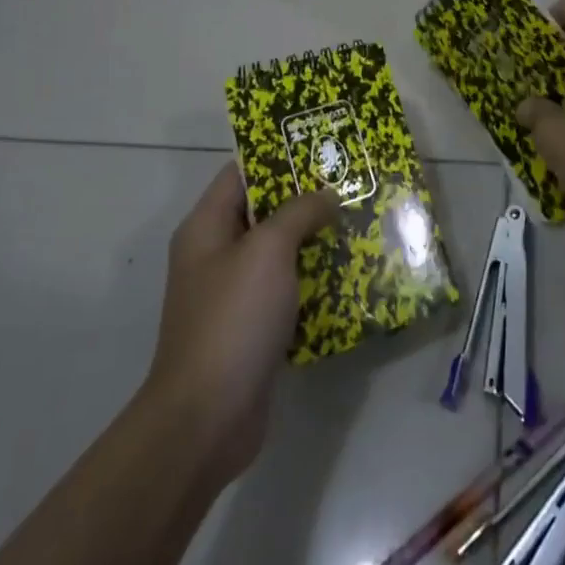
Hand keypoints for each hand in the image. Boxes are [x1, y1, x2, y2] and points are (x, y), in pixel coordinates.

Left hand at [145, 164, 338, 487]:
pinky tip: (348, 274)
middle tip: (351, 183)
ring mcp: (232, 293)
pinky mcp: (251, 327)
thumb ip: (298, 212)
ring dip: (314, 239)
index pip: (242, 172)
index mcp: (207, 226)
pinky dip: (312, 279)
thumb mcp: (268, 251)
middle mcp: (215, 254)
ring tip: (358, 222)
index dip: (279, 154)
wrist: (206, 419)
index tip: (321, 145)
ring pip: (278, 251)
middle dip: (306, 197)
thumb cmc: (233, 319)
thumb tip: (326, 195)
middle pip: (264, 211)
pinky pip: (285, 288)